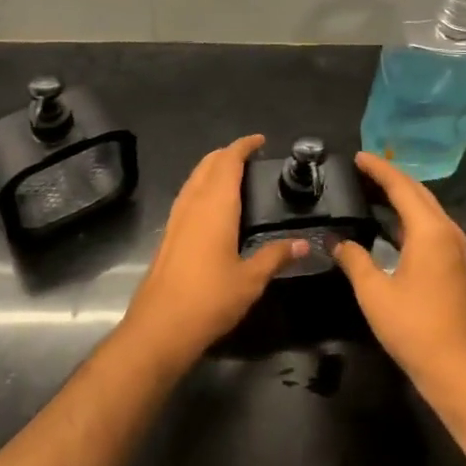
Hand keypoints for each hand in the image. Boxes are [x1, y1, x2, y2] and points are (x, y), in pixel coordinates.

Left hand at [119, 135, 305, 371]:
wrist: (160, 325)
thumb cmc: (210, 298)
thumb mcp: (251, 280)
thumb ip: (276, 256)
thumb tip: (305, 244)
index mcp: (215, 205)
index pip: (228, 161)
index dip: (243, 146)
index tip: (260, 140)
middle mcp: (193, 202)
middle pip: (208, 163)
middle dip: (228, 153)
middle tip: (251, 157)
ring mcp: (177, 216)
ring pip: (195, 177)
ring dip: (213, 168)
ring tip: (235, 175)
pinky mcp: (169, 232)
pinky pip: (188, 194)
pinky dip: (203, 185)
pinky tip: (213, 205)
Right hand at [334, 153, 465, 420]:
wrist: (457, 371)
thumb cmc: (414, 328)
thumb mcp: (374, 292)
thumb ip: (353, 259)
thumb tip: (335, 240)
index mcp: (429, 231)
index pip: (401, 186)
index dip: (378, 169)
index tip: (357, 156)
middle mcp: (446, 231)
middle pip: (417, 191)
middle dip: (390, 177)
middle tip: (360, 169)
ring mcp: (454, 248)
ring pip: (426, 207)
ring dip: (400, 195)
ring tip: (371, 188)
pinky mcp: (454, 264)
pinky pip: (429, 224)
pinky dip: (408, 214)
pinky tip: (388, 221)